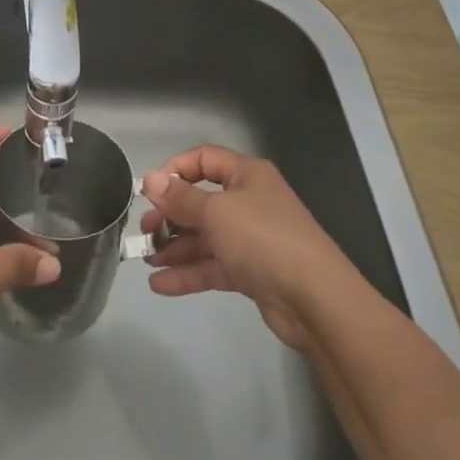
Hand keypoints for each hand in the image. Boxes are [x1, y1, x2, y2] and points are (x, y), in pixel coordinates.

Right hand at [140, 145, 357, 350]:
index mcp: (246, 175)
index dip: (175, 171)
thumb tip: (150, 179)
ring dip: (175, 247)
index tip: (150, 192)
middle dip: (171, 215)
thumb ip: (180, 198)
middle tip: (144, 232)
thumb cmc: (263, 239)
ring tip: (146, 259)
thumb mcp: (216, 212)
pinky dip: (188, 273)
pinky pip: (213, 265)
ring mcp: (251, 238)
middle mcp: (249, 201)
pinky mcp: (252, 272)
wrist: (315, 299)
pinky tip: (160, 284)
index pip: (204, 159)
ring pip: (205, 237)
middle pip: (201, 201)